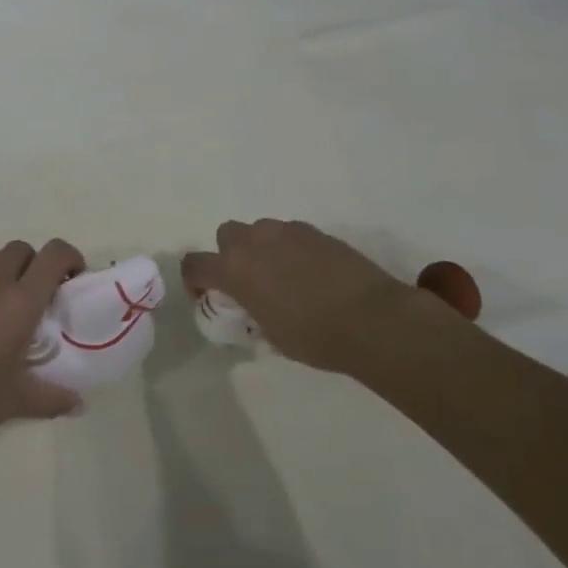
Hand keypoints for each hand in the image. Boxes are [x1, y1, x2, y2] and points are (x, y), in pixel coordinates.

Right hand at [182, 219, 443, 374]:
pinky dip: (291, 248)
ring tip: (282, 275)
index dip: (195, 281)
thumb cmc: (315, 337)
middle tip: (248, 282)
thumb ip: (253, 311)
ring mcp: (287, 232)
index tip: (209, 297)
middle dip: (230, 254)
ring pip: (260, 230)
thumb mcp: (271, 335)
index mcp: (234, 271)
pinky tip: (311, 272)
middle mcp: (255, 243)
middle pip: (226, 235)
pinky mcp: (317, 232)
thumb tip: (257, 306)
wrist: (372, 319)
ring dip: (261, 248)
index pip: (195, 264)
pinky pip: (291, 234)